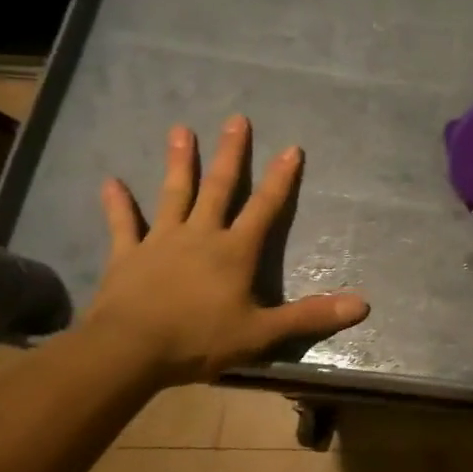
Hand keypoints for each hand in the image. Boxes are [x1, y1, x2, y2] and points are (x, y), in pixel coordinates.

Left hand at [84, 116, 367, 384]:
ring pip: (174, 194)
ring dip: (180, 163)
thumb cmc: (198, 339)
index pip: (265, 207)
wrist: (127, 351)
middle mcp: (201, 235)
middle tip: (236, 120)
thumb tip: (363, 306)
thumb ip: (311, 316)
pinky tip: (110, 181)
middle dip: (231, 154)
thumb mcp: (263, 332)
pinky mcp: (127, 256)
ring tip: (181, 130)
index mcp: (235, 251)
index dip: (281, 179)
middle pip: (219, 188)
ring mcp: (161, 242)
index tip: (292, 148)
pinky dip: (117, 204)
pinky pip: (123, 225)